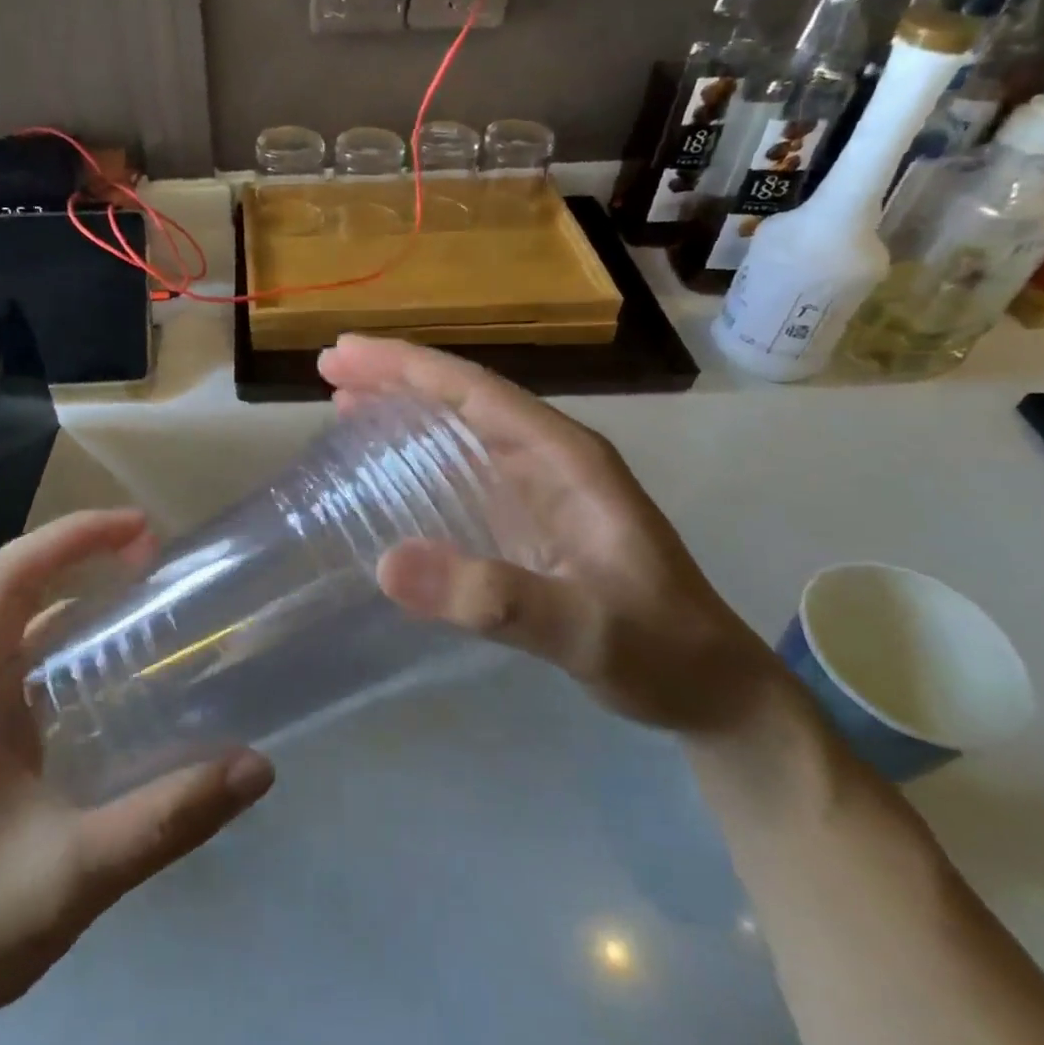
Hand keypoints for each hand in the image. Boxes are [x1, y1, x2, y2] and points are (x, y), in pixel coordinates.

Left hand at [0, 510, 273, 1030]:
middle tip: (156, 554)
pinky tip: (116, 655)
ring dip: (74, 582)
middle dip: (81, 549)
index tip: (142, 532)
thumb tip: (257, 768)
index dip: (73, 538)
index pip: (7, 577)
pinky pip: (23, 650)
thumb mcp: (76, 873)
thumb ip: (167, 819)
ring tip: (143, 585)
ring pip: (16, 612)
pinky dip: (69, 628)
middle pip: (12, 580)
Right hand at [318, 336, 777, 733]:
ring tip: (343, 399)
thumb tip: (386, 564)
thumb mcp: (583, 630)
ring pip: (462, 427)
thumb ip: (495, 600)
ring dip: (405, 406)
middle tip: (329, 367)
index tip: (343, 354)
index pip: (476, 392)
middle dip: (396, 376)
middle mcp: (553, 458)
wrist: (714, 690)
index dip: (407, 367)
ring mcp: (543, 487)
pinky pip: (465, 467)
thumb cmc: (660, 652)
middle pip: (464, 397)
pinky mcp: (533, 519)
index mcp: (566, 458)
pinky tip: (391, 461)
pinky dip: (420, 452)